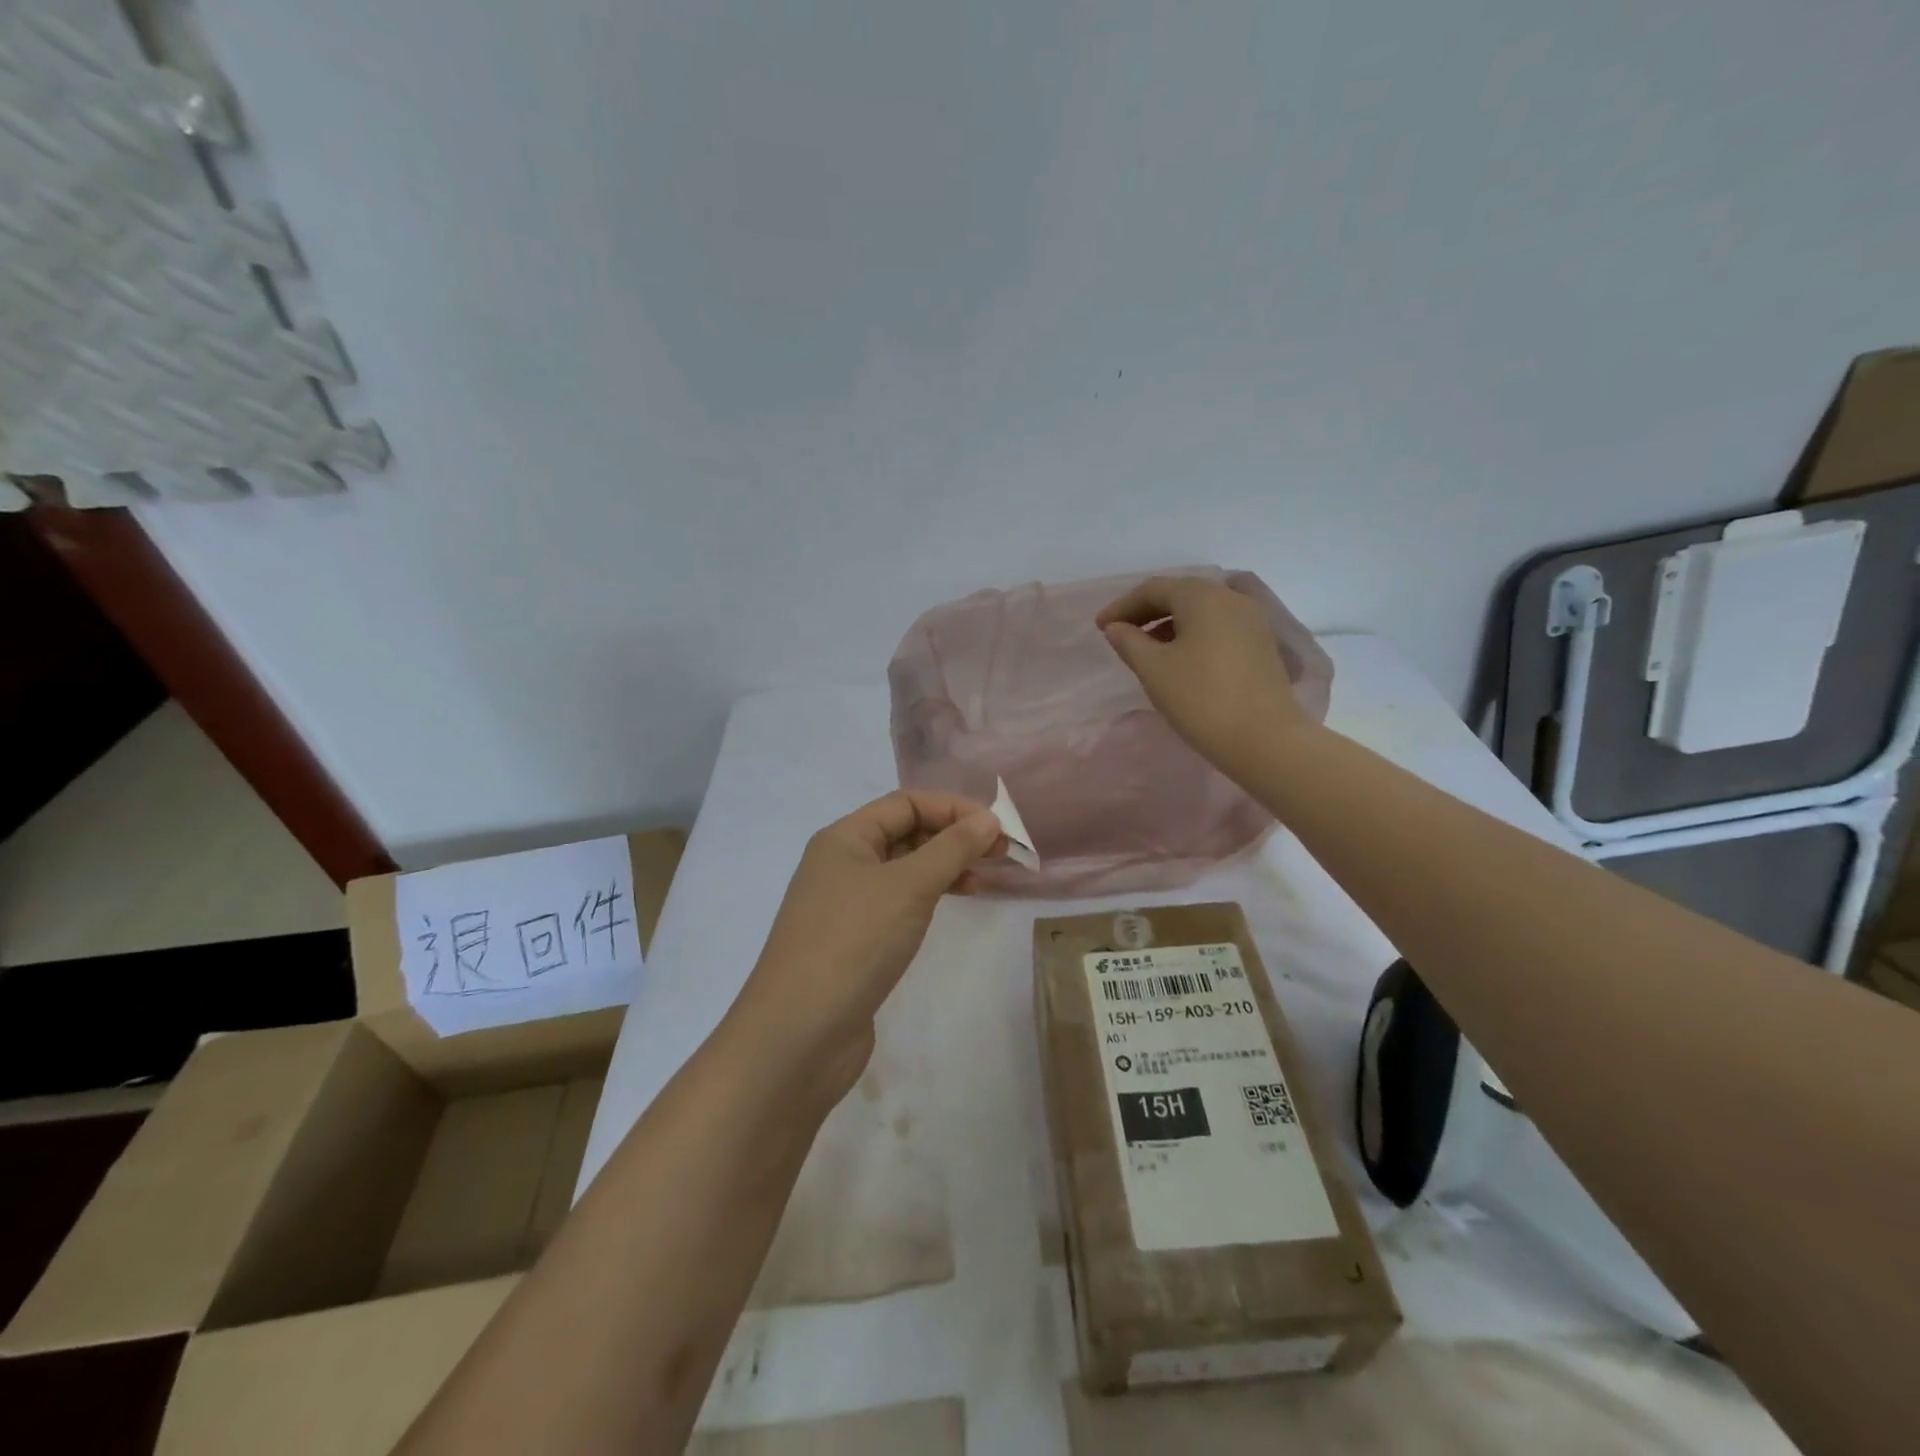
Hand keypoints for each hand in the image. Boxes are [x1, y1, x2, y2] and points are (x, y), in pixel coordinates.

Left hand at [730, 791, 1002, 1095]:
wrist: (798, 1035)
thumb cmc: (853, 943)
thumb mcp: (908, 886)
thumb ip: (951, 849)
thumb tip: (988, 818)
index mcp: (844, 839)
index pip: (905, 804)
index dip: (953, 809)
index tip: (997, 828)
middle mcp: (841, 864)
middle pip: (905, 833)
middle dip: (952, 837)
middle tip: (1001, 853)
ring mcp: (845, 906)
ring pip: (903, 870)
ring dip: (943, 868)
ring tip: (982, 881)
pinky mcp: (853, 942)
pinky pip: (897, 904)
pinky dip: (927, 898)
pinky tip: (950, 907)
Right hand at [1097, 575, 1314, 773]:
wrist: (1264, 739)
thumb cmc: (1201, 698)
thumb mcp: (1154, 669)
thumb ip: (1129, 642)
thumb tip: (1116, 628)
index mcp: (1203, 596)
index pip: (1154, 589)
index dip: (1122, 606)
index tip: (1100, 628)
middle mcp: (1231, 598)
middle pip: (1180, 595)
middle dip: (1146, 612)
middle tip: (1120, 634)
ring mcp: (1252, 620)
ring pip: (1202, 611)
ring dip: (1170, 624)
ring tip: (1147, 649)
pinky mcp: (1262, 644)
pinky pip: (1219, 627)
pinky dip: (1193, 635)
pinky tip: (1180, 659)